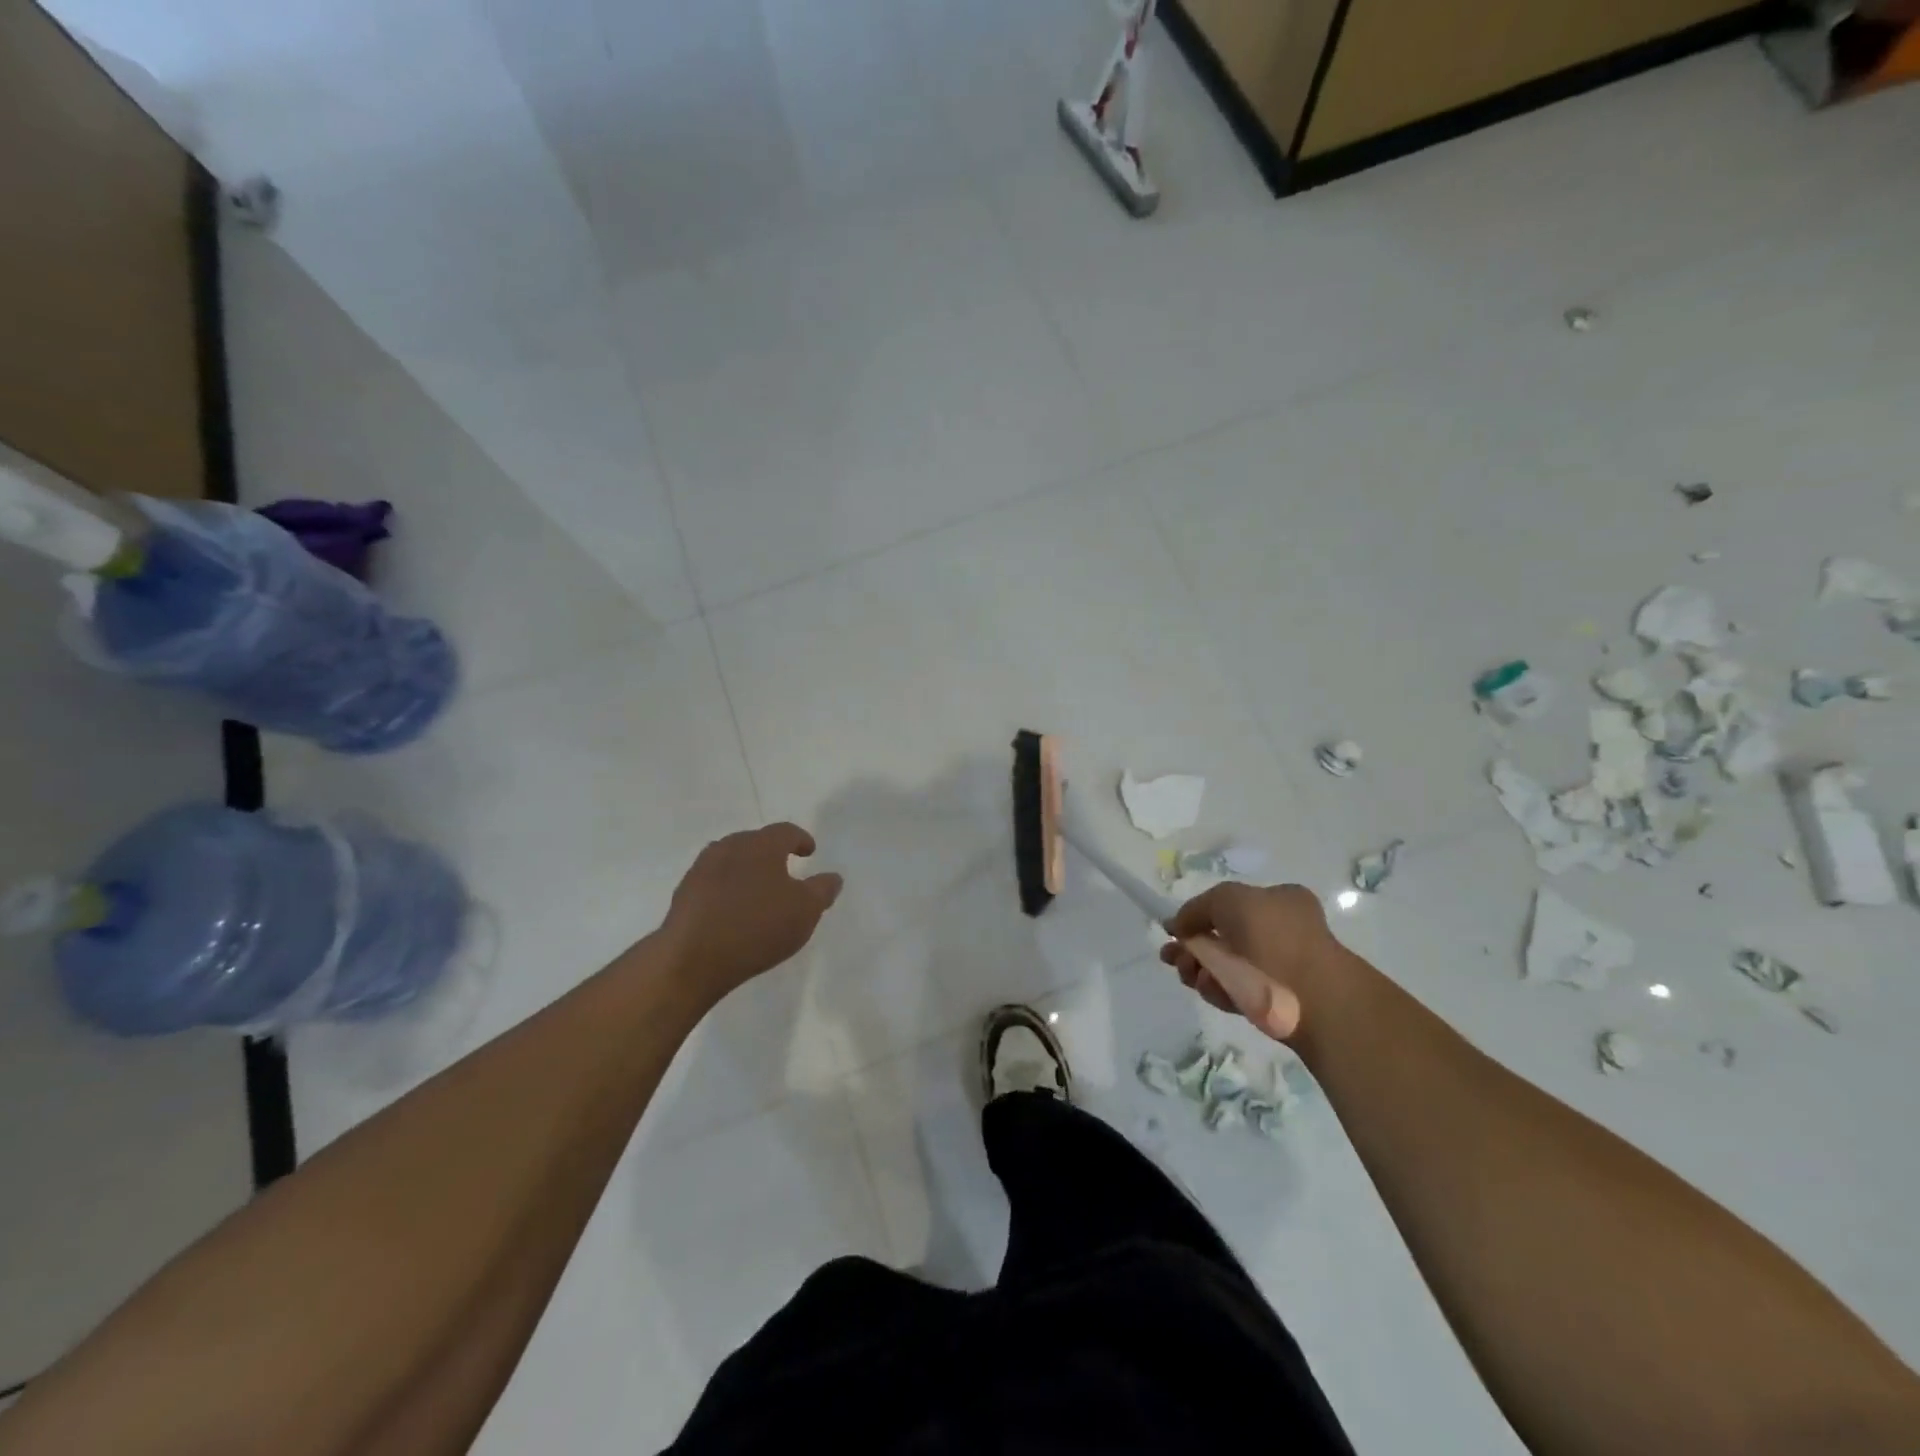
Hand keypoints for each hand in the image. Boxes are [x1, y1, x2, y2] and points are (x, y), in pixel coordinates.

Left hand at [659, 823, 842, 1004]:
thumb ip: (822, 890)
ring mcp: (702, 868)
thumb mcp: (805, 911)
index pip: (785, 831)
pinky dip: (727, 888)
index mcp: (761, 845)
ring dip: (746, 869)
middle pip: (755, 841)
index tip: (809, 852)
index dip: (800, 839)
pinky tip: (732, 909)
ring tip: (758, 890)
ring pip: (731, 859)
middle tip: (785, 870)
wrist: (692, 958)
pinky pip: (713, 881)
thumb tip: (833, 877)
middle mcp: (729, 847)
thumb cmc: (757, 927)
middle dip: (772, 853)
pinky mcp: (684, 892)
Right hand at [1158, 883, 1349, 1023]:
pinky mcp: (1276, 1002)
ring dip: (1200, 969)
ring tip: (1187, 975)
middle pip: (1223, 937)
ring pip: (1227, 966)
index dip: (1200, 916)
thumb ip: (1196, 908)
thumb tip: (1177, 926)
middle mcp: (1282, 931)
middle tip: (1171, 957)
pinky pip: (1237, 991)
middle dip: (1193, 947)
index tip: (1176, 931)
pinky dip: (1219, 990)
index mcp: (1281, 901)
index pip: (1232, 904)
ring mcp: (1281, 968)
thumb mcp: (1226, 899)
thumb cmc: (1272, 937)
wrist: (1314, 999)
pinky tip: (1210, 989)